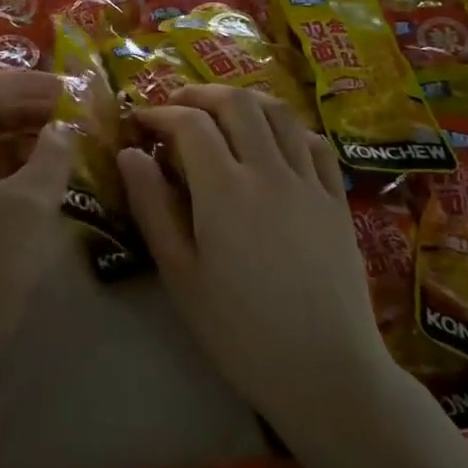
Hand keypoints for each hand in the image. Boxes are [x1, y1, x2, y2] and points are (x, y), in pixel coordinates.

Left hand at [0, 69, 75, 370]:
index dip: (24, 81)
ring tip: (65, 140)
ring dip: (22, 135)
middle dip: (25, 105)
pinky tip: (45, 176)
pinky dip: (14, 165)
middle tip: (70, 111)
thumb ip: (52, 154)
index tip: (65, 88)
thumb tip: (63, 128)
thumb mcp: (32, 201)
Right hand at [119, 86, 392, 447]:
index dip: (160, 113)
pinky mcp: (337, 198)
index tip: (139, 121)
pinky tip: (274, 141)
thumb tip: (130, 154)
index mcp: (225, 190)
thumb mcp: (181, 275)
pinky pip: (314, 142)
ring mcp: (309, 181)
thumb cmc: (240, 332)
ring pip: (278, 113)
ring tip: (220, 113)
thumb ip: (152, 207)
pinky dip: (287, 127)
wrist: (326, 372)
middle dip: (199, 95)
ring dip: (244, 101)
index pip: (190, 125)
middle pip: (236, 103)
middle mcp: (269, 171)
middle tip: (175, 108)